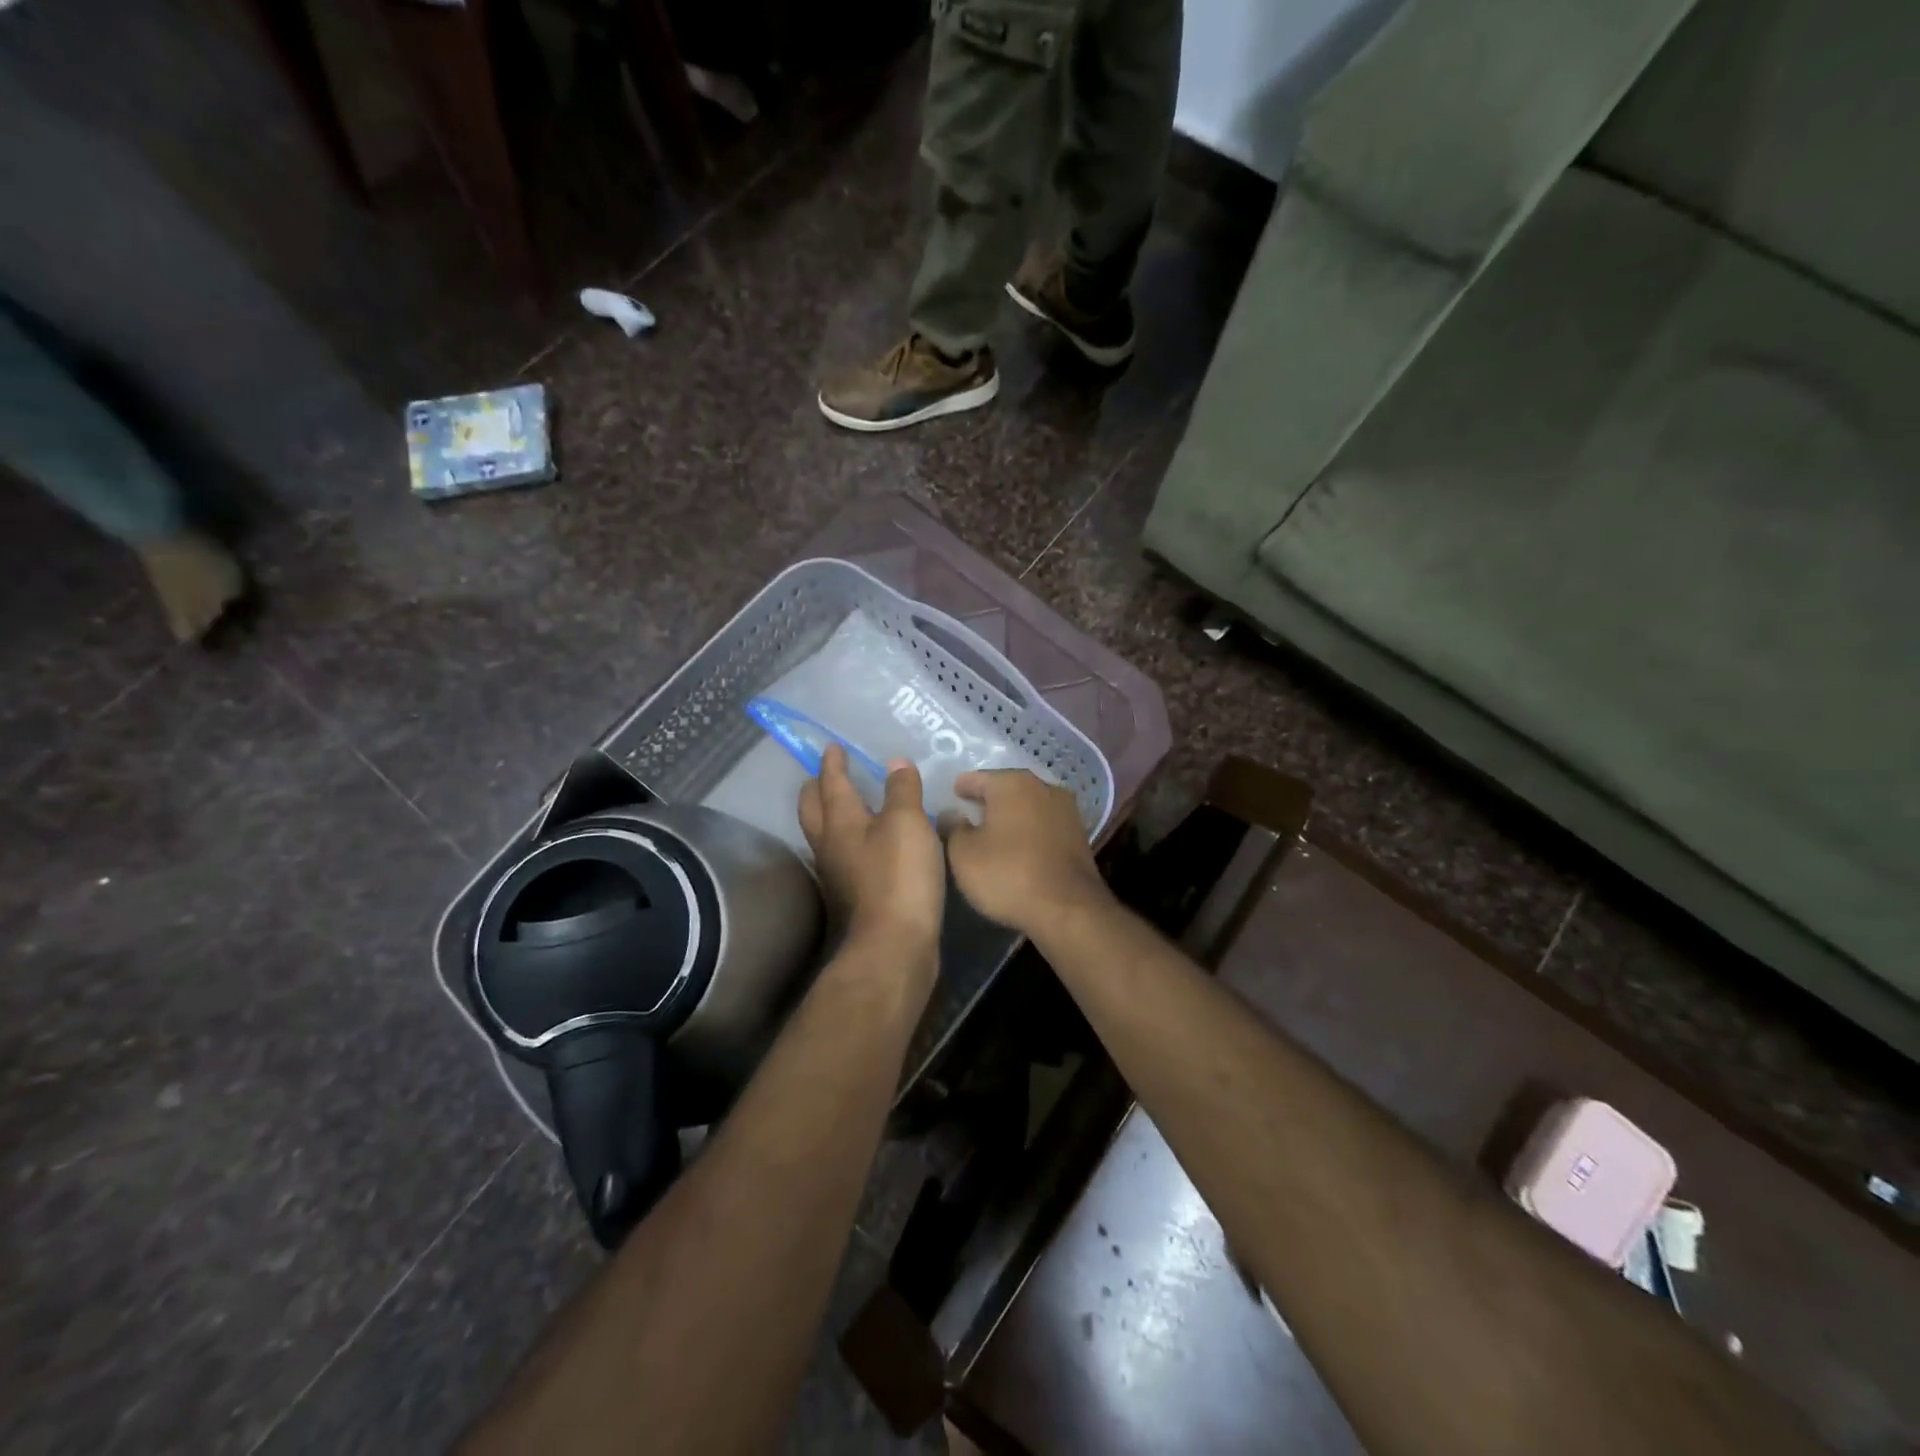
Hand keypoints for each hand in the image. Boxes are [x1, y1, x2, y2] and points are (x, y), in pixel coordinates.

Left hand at [799, 745, 944, 965]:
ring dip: (831, 816)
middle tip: (828, 774)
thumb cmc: (899, 877)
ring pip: (825, 835)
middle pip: (814, 809)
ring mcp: (836, 874)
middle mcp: (829, 845)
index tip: (832, 747)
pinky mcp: (850, 896)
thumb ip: (902, 790)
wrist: (893, 946)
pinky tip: (870, 846)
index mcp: (840, 821)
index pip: (831, 782)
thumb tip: (896, 763)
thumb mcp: (908, 823)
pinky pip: (844, 857)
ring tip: (850, 805)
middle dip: (818, 788)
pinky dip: (851, 842)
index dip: (832, 762)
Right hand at [945, 770, 1107, 935]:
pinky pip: (1045, 825)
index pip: (978, 778)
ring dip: (1012, 815)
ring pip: (1029, 805)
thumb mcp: (963, 854)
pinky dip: (1030, 831)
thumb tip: (952, 814)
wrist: (1068, 909)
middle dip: (989, 800)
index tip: (952, 796)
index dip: (962, 787)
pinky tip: (1020, 847)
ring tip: (994, 833)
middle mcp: (1042, 787)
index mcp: (1012, 783)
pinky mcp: (1079, 834)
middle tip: (970, 815)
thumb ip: (953, 828)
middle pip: (1007, 788)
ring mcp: (1066, 810)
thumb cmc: (1007, 874)